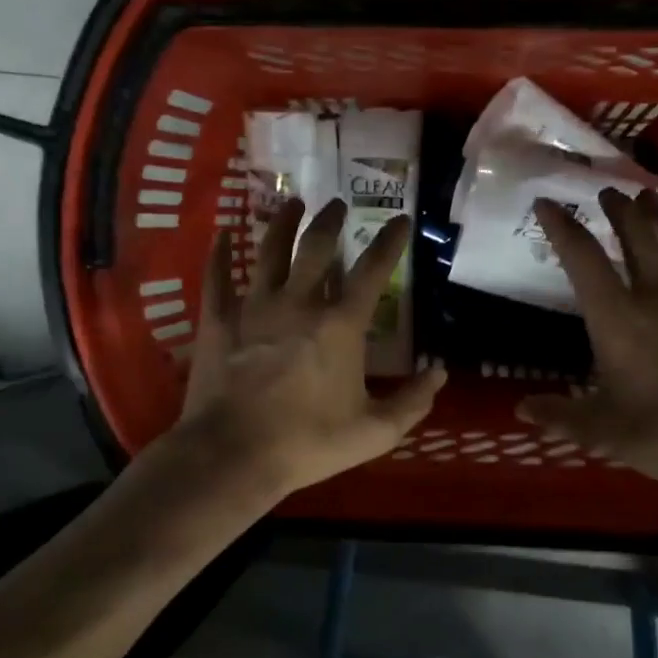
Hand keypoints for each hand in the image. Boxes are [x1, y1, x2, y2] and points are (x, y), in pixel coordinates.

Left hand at [176, 197, 447, 502]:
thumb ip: (412, 402)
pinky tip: (221, 232)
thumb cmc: (308, 443)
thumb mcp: (374, 432)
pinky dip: (219, 252)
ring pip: (269, 251)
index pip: (372, 271)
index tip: (400, 219)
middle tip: (337, 203)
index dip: (389, 242)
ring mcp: (253, 307)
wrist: (234, 455)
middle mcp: (298, 303)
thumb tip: (440, 374)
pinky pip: (218, 276)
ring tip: (292, 203)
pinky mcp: (218, 321)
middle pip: (316, 248)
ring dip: (283, 224)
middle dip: (330, 221)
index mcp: (340, 326)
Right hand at [518, 187, 657, 511]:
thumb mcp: (602, 432)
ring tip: (647, 195)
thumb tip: (522, 408)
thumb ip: (560, 416)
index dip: (562, 227)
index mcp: (618, 320)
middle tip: (606, 189)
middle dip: (618, 208)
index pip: (583, 260)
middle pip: (637, 236)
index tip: (547, 204)